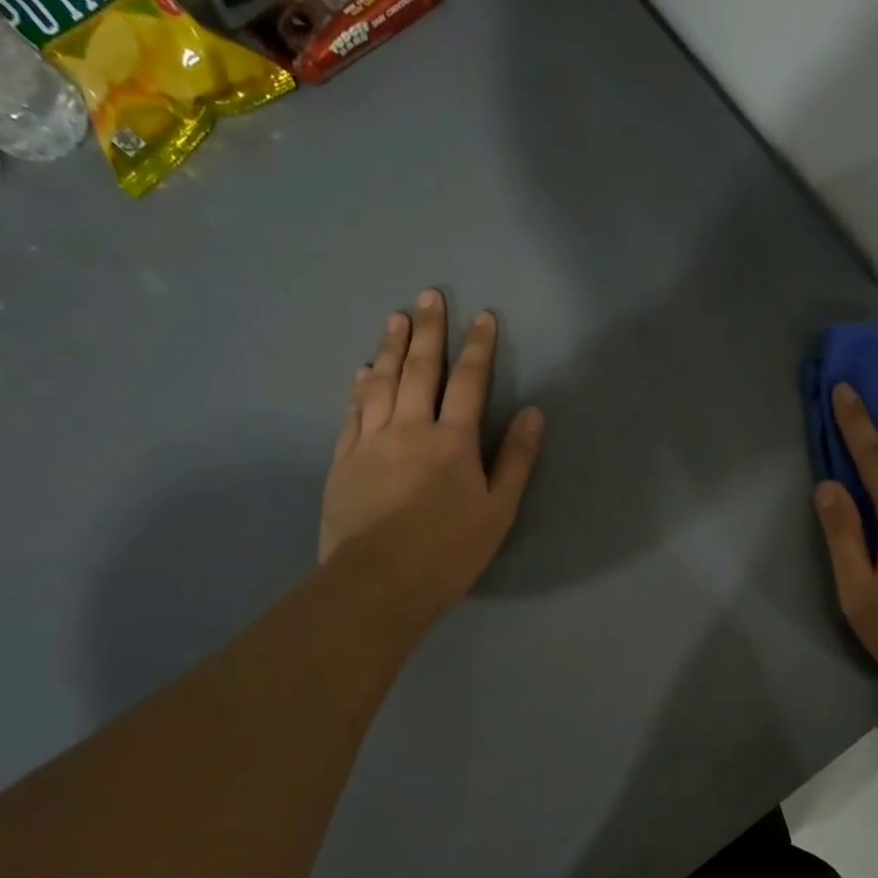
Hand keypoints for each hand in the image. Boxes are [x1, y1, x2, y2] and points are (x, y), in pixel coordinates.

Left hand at [320, 289, 543, 630]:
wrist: (378, 582)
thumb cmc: (449, 550)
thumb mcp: (498, 510)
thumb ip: (515, 459)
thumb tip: (533, 413)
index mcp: (452, 440)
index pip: (468, 381)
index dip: (477, 347)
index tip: (482, 316)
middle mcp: (410, 428)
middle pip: (420, 370)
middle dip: (429, 330)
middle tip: (429, 295)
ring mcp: (371, 441)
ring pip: (382, 382)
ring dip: (391, 347)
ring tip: (395, 318)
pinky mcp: (344, 460)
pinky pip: (354, 411)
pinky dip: (361, 386)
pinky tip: (364, 370)